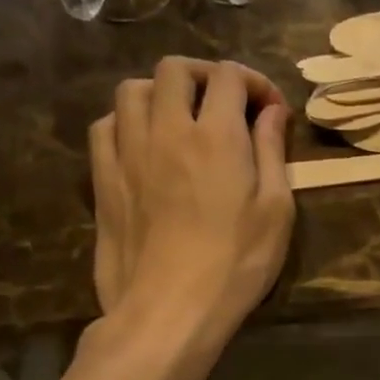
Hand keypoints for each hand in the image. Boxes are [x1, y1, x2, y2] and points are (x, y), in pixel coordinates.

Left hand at [88, 56, 292, 345]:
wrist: (170, 309)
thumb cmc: (236, 265)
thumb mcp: (276, 212)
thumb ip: (272, 153)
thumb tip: (271, 112)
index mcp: (216, 135)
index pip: (228, 76)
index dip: (253, 82)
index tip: (271, 110)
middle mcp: (166, 129)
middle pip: (174, 69)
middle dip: (204, 76)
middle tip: (225, 105)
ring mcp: (127, 152)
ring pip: (132, 90)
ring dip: (160, 92)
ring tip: (180, 119)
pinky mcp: (103, 179)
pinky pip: (105, 126)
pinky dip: (126, 121)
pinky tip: (143, 145)